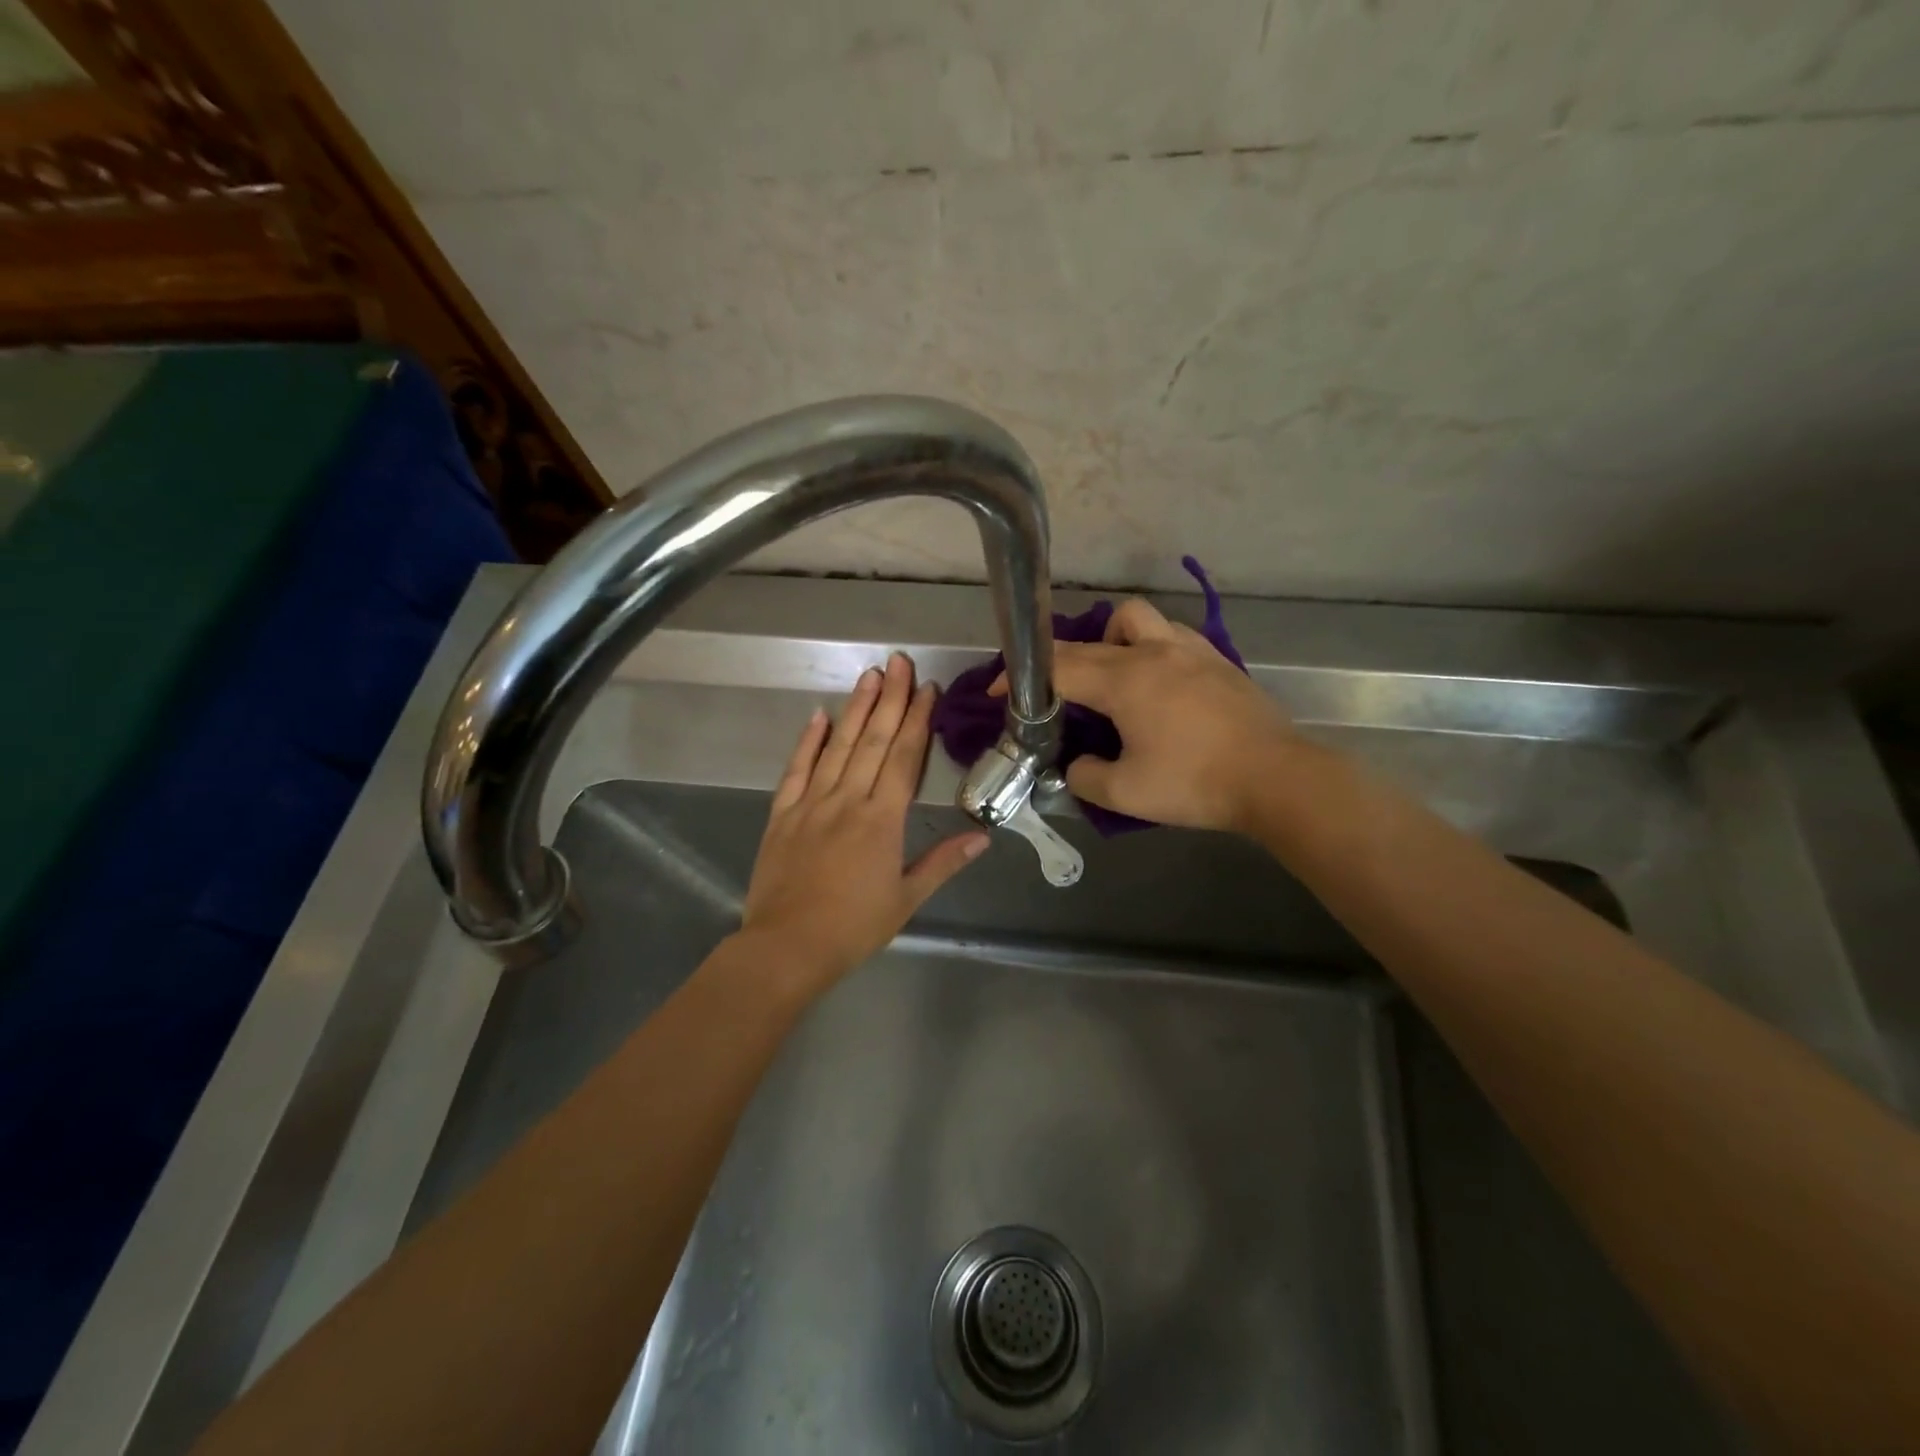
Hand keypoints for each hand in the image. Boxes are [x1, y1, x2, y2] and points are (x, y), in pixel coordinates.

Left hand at [737, 653, 989, 991]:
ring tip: (870, 675)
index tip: (927, 689)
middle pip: (873, 740)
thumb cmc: (853, 927)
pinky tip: (819, 715)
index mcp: (882, 820)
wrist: (786, 947)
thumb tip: (983, 837)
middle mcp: (847, 800)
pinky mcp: (781, 814)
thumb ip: (943, 862)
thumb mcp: (906, 899)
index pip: (903, 758)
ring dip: (855, 708)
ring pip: (837, 746)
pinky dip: (808, 741)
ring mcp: (810, 803)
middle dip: (890, 699)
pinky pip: (796, 769)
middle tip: (900, 661)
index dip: (918, 721)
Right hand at [998, 598, 1295, 831]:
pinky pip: (1169, 634)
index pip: (1058, 667)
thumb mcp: (1125, 793)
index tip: (999, 691)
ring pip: (1134, 619)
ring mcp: (1188, 649)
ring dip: (1109, 639)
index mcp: (1124, 681)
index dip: (1021, 678)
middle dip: (1057, 661)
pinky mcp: (1216, 658)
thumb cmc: (1196, 783)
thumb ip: (1085, 776)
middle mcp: (1152, 652)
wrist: (1277, 777)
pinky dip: (1148, 646)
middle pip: (1089, 641)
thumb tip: (1076, 765)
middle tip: (1047, 691)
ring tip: (1108, 675)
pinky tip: (1155, 680)